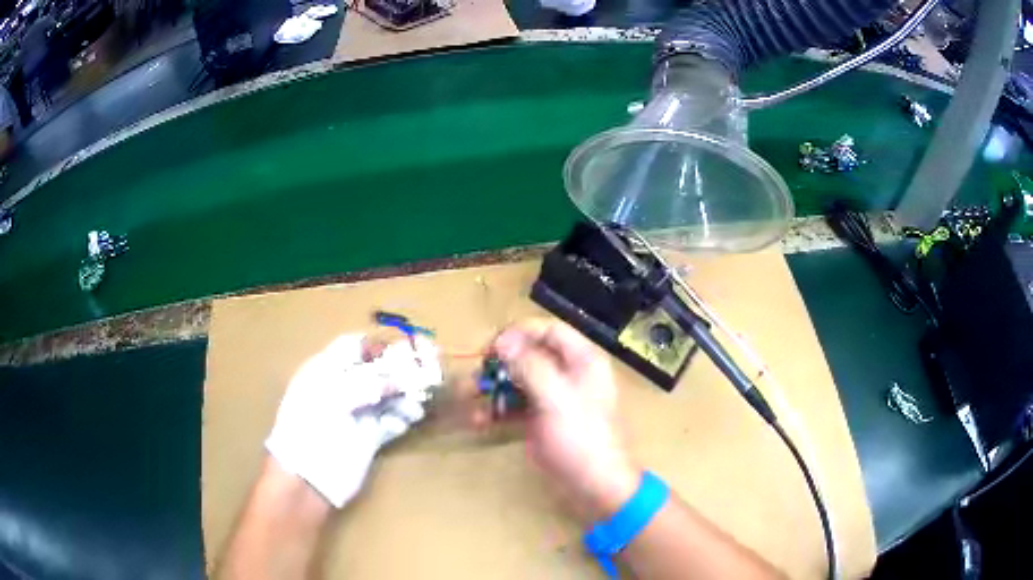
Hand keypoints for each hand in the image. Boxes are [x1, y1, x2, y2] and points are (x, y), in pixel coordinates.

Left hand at [265, 334, 441, 507]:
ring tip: (420, 397)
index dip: (376, 345)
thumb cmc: (311, 427)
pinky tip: (412, 417)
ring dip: (406, 393)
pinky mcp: (370, 437)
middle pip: (375, 370)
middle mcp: (342, 388)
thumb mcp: (333, 395)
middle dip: (399, 368)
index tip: (403, 346)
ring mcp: (357, 413)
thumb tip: (398, 378)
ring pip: (388, 395)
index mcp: (324, 370)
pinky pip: (392, 420)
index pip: (352, 347)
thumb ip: (366, 382)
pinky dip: (404, 416)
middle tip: (426, 368)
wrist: (309, 476)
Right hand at [492, 319, 640, 520]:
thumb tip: (503, 340)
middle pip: (529, 355)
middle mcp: (568, 374)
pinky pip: (515, 407)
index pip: (548, 330)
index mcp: (582, 361)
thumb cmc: (582, 439)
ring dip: (492, 388)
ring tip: (467, 398)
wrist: (595, 487)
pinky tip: (477, 420)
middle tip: (476, 375)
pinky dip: (497, 410)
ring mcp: (553, 399)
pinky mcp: (541, 422)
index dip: (519, 334)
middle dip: (500, 364)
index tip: (491, 349)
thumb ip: (530, 366)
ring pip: (518, 381)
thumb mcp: (556, 399)